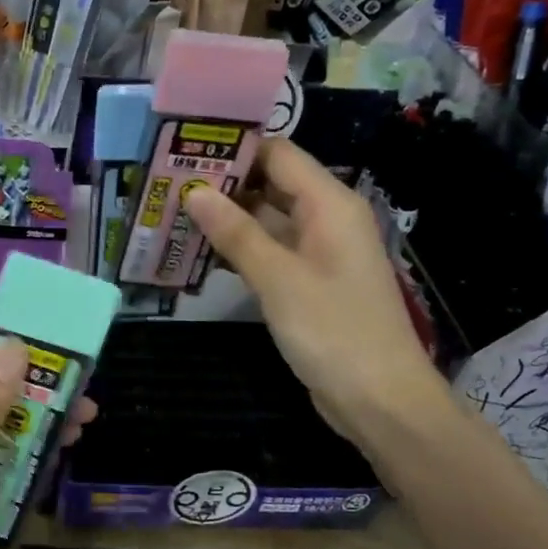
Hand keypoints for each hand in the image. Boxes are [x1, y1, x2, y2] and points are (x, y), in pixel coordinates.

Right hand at [183, 138, 446, 445]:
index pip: (279, 155)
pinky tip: (200, 251)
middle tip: (167, 183)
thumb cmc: (334, 331)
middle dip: (223, 183)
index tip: (184, 147)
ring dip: (226, 218)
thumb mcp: (279, 279)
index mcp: (330, 204)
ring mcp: (318, 253)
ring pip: (267, 220)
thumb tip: (194, 191)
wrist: (380, 400)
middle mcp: (326, 219)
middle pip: (271, 184)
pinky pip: (270, 251)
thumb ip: (236, 233)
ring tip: (173, 212)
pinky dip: (239, 249)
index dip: (234, 148)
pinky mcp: (308, 283)